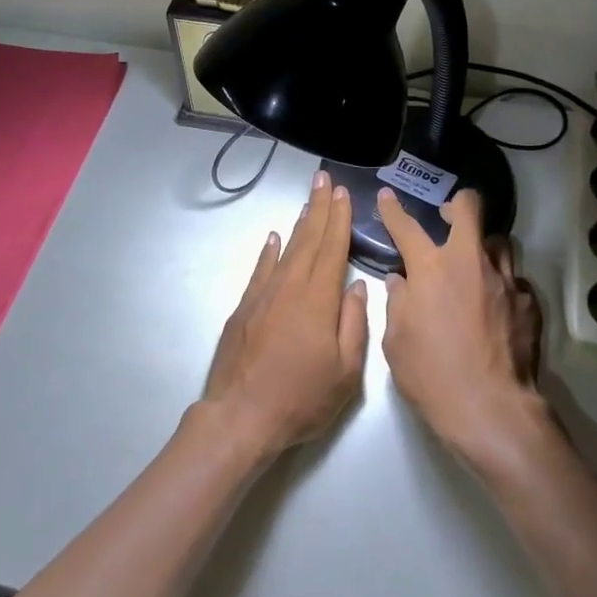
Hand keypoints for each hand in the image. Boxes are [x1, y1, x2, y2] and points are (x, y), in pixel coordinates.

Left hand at [201, 169, 370, 458]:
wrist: (240, 417)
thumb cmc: (300, 398)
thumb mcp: (345, 372)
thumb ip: (354, 323)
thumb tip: (355, 285)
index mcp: (318, 300)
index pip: (332, 248)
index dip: (339, 219)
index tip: (343, 193)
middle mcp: (289, 288)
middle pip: (308, 240)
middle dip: (319, 208)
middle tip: (324, 179)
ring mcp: (262, 296)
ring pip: (285, 250)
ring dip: (298, 224)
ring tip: (308, 201)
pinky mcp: (243, 309)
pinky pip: (260, 270)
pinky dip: (268, 252)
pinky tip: (273, 238)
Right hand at [378, 187, 544, 459]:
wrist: (490, 408)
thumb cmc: (431, 374)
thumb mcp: (395, 340)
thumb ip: (397, 302)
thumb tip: (401, 281)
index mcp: (431, 268)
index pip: (406, 226)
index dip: (393, 210)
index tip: (387, 197)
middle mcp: (470, 262)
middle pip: (470, 208)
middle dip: (458, 204)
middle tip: (448, 217)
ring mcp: (504, 279)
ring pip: (499, 241)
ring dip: (483, 246)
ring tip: (474, 264)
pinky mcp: (528, 301)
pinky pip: (513, 279)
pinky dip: (500, 284)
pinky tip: (494, 305)